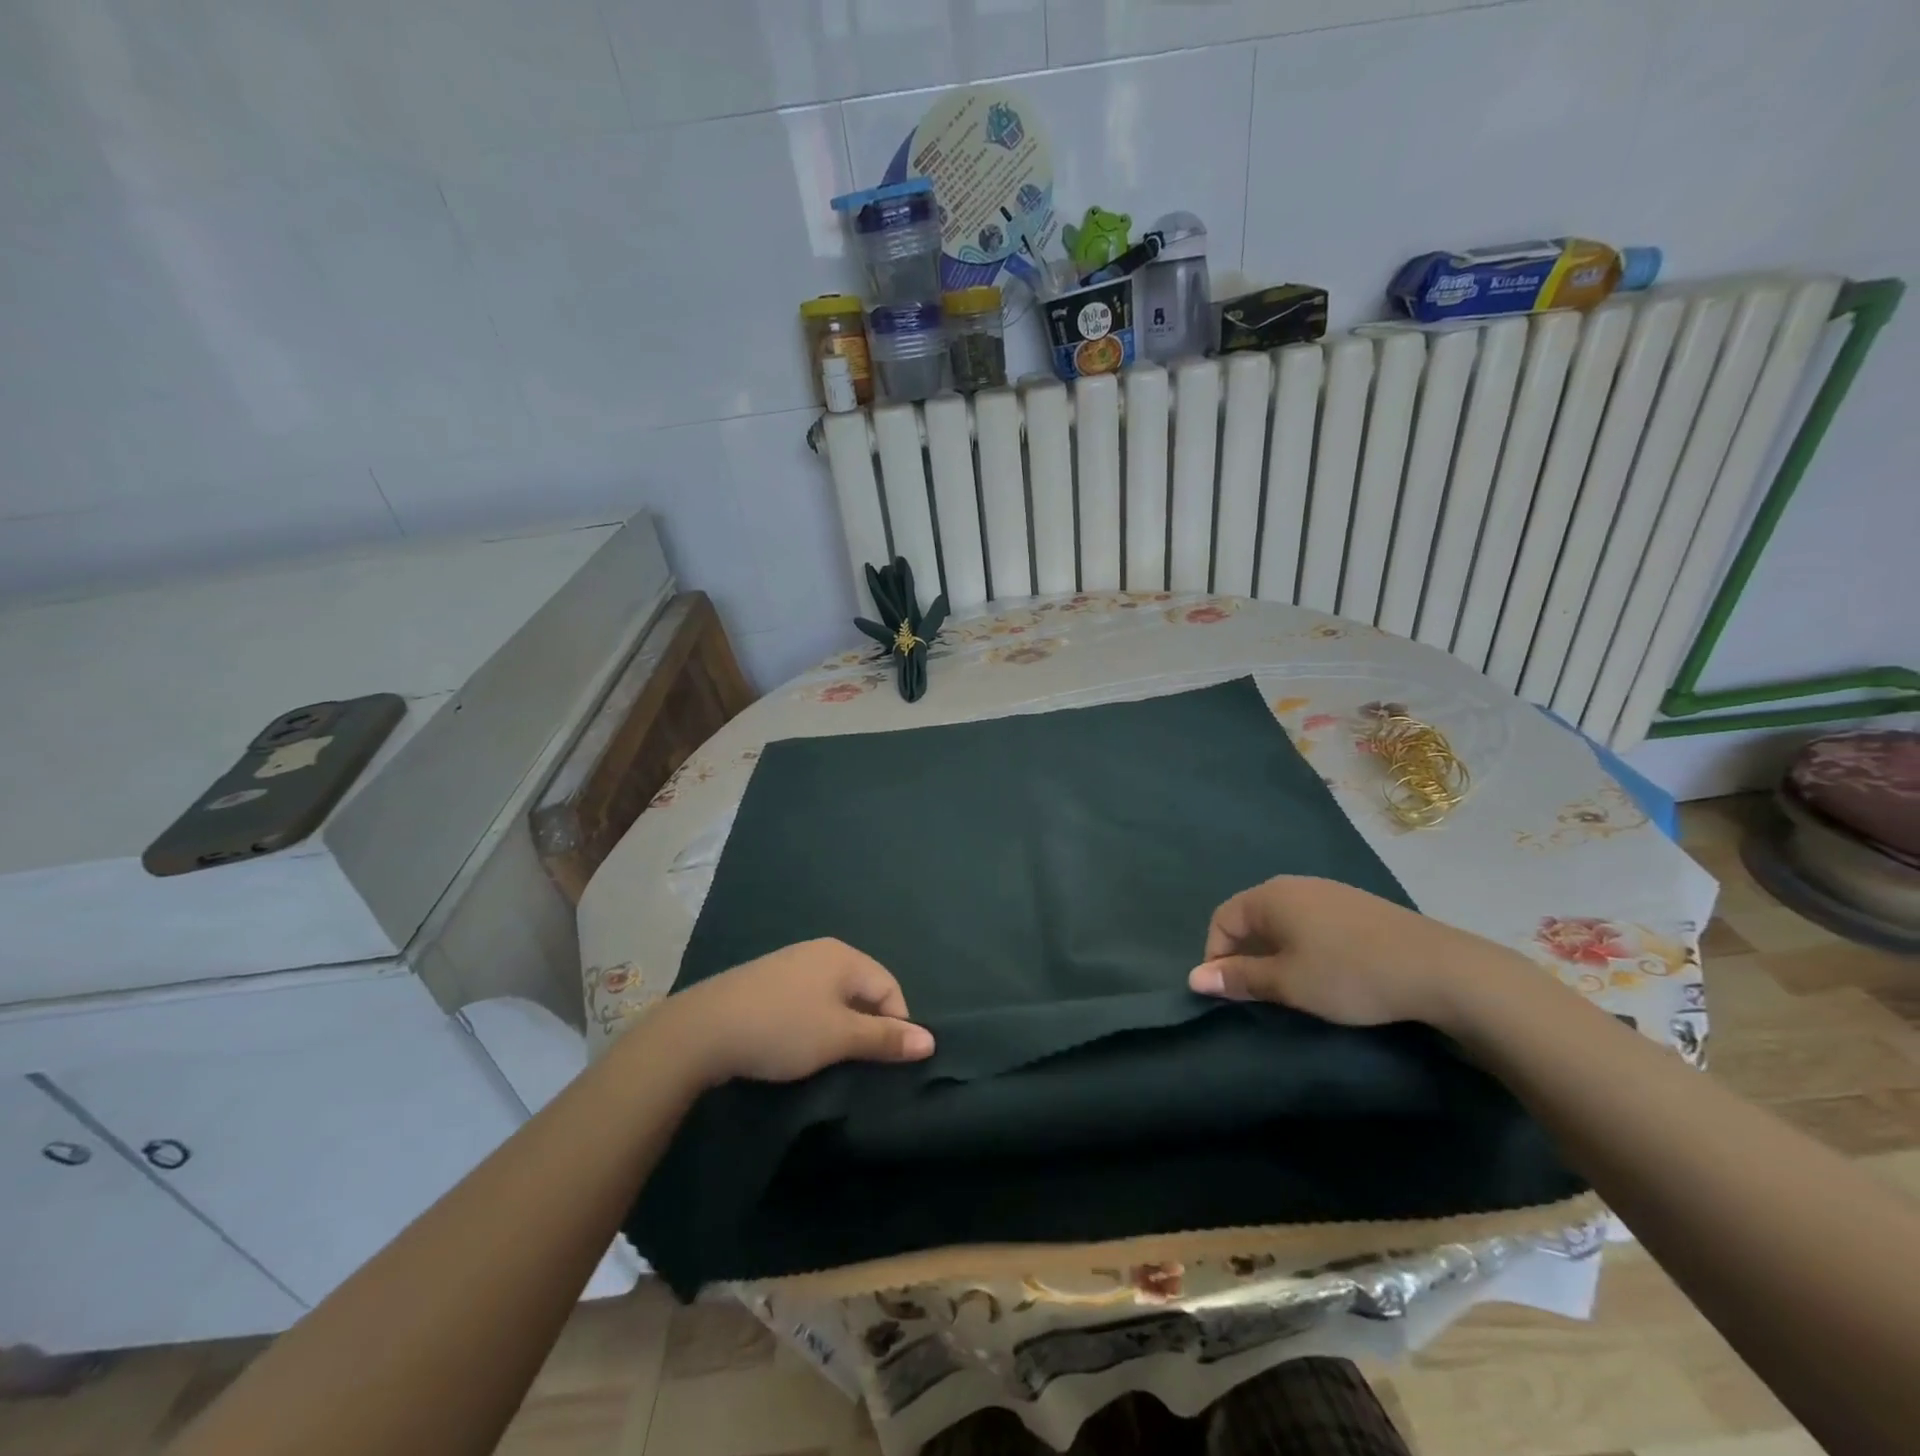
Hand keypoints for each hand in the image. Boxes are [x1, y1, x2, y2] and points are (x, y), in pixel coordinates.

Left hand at [656, 939, 934, 1086]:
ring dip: (839, 1025)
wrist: (703, 1029)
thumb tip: (930, 1041)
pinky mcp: (767, 980)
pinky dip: (813, 1021)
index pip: (890, 987)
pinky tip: (796, 1043)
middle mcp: (821, 951)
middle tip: (855, 1062)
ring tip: (827, 1057)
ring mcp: (791, 963)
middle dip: (867, 1025)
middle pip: (862, 988)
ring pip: (834, 995)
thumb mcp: (839, 1037)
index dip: (896, 1025)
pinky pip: (807, 998)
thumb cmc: (783, 1028)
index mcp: (844, 956)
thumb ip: (884, 1038)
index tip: (883, 1062)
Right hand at [1187, 876, 1527, 1028]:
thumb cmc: (1349, 974)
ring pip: (1282, 920)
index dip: (1216, 957)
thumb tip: (1194, 977)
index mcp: (1269, 896)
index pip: (1221, 919)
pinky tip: (1326, 971)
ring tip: (1291, 987)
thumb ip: (1239, 978)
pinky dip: (1303, 945)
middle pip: (1250, 917)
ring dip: (1275, 952)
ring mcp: (1328, 891)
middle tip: (1258, 994)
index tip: (1229, 994)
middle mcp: (1293, 885)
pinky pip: (1311, 921)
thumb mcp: (1287, 983)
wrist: (1439, 969)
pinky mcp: (1355, 905)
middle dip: (1245, 955)